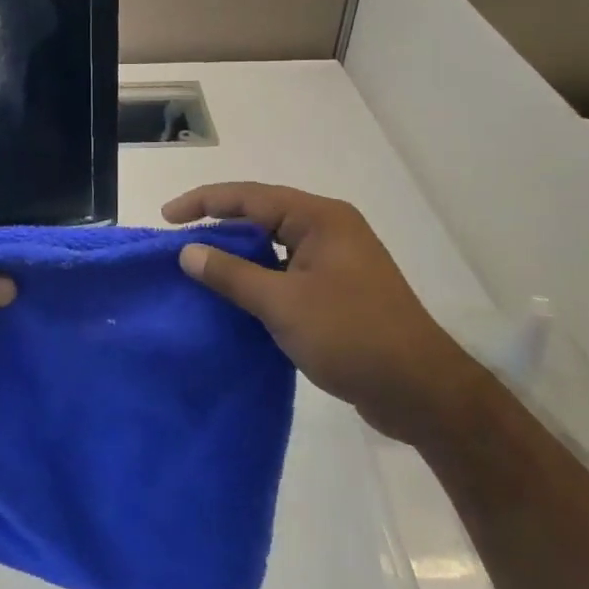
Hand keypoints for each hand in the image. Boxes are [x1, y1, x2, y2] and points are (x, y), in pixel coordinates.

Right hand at [163, 182, 481, 446]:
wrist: (421, 391)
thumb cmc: (351, 336)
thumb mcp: (282, 304)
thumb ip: (232, 274)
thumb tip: (188, 251)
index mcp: (320, 219)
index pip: (250, 197)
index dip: (204, 202)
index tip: (167, 217)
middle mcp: (329, 230)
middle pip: (262, 217)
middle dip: (219, 228)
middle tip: (179, 245)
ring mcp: (336, 261)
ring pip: (274, 247)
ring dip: (239, 257)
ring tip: (199, 270)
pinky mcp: (338, 291)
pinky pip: (286, 273)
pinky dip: (258, 280)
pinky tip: (235, 298)